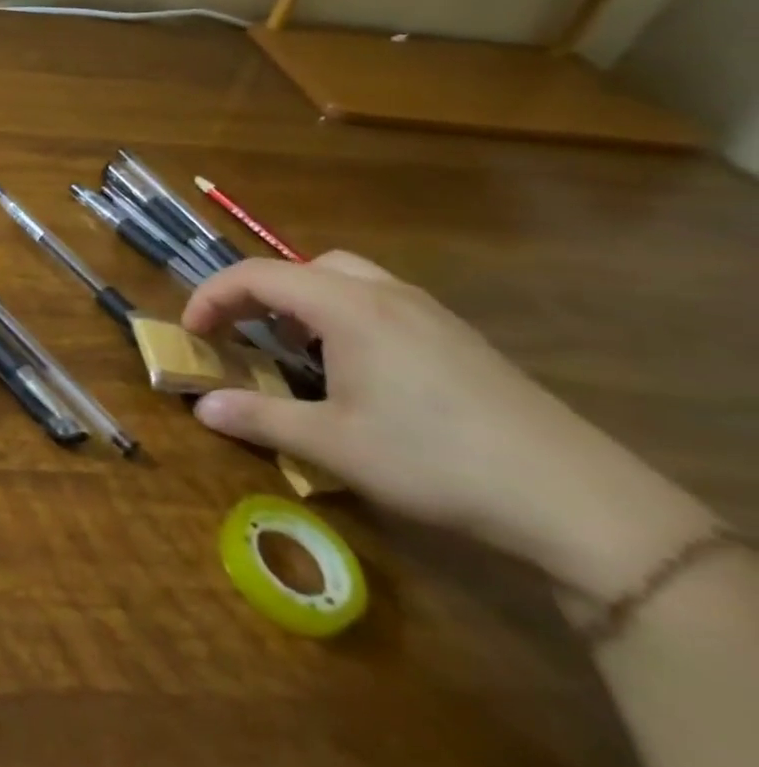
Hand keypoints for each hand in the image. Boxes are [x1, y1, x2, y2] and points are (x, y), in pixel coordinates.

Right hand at [182, 252, 716, 599]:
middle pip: (302, 266)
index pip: (257, 275)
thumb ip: (259, 417)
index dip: (212, 296)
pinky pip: (379, 301)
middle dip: (258, 292)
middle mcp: (384, 293)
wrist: (574, 500)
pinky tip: (353, 368)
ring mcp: (427, 312)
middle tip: (240, 333)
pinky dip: (342, 315)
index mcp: (347, 306)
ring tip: (293, 349)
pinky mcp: (456, 337)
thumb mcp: (332, 444)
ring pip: (345, 279)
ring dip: (303, 302)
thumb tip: (201, 408)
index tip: (191, 332)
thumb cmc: (433, 460)